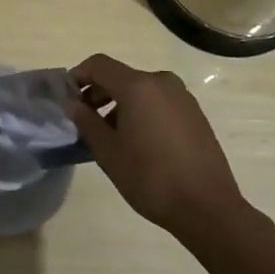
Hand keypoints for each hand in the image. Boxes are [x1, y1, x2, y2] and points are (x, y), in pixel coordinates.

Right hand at [66, 54, 245, 239]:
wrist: (208, 208)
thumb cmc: (150, 178)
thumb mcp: (108, 152)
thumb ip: (86, 121)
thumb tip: (72, 103)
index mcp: (138, 86)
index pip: (99, 65)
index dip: (78, 76)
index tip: (67, 98)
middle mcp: (162, 82)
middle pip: (121, 77)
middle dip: (98, 93)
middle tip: (84, 120)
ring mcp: (182, 97)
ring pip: (141, 90)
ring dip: (120, 104)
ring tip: (110, 136)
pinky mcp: (195, 114)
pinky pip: (159, 102)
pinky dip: (142, 112)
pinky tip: (138, 142)